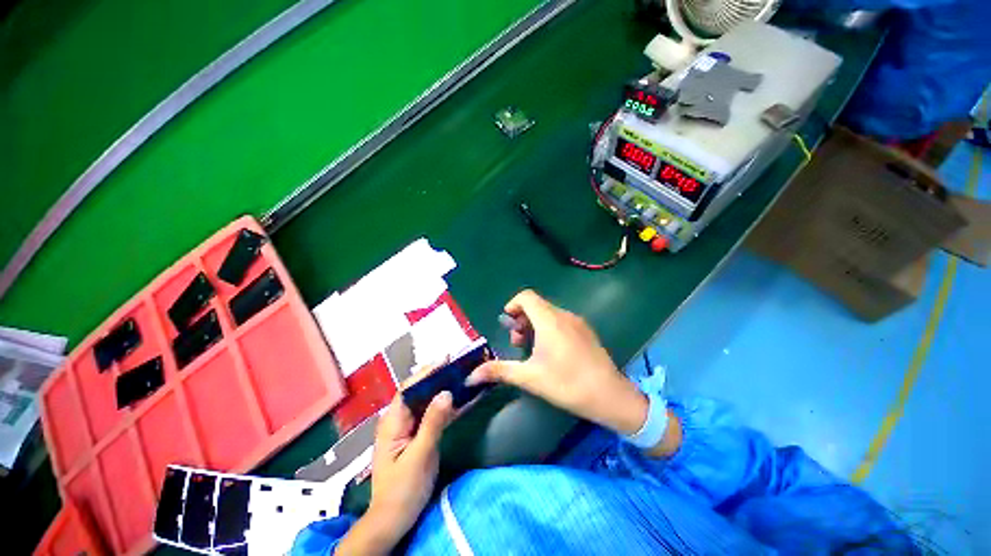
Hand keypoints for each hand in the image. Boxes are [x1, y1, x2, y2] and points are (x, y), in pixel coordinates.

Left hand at [336, 368, 454, 555]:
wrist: (393, 520)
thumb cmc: (403, 489)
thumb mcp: (420, 456)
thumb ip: (433, 423)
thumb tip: (446, 392)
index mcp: (392, 422)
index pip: (408, 388)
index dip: (427, 372)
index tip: (446, 361)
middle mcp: (397, 420)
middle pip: (417, 392)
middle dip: (436, 377)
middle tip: (458, 367)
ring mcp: (406, 428)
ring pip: (424, 402)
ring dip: (441, 389)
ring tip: (460, 377)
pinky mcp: (415, 436)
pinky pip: (429, 415)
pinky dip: (443, 406)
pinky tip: (457, 400)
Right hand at [467, 290, 648, 435]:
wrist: (610, 396)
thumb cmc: (567, 384)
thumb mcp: (529, 377)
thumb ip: (499, 371)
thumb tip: (471, 376)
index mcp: (549, 320)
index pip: (526, 297)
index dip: (513, 305)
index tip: (508, 325)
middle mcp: (564, 315)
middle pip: (536, 305)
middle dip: (522, 320)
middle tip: (519, 343)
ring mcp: (578, 322)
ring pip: (549, 313)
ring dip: (535, 325)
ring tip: (533, 349)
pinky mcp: (586, 331)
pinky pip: (561, 320)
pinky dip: (549, 328)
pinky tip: (552, 352)